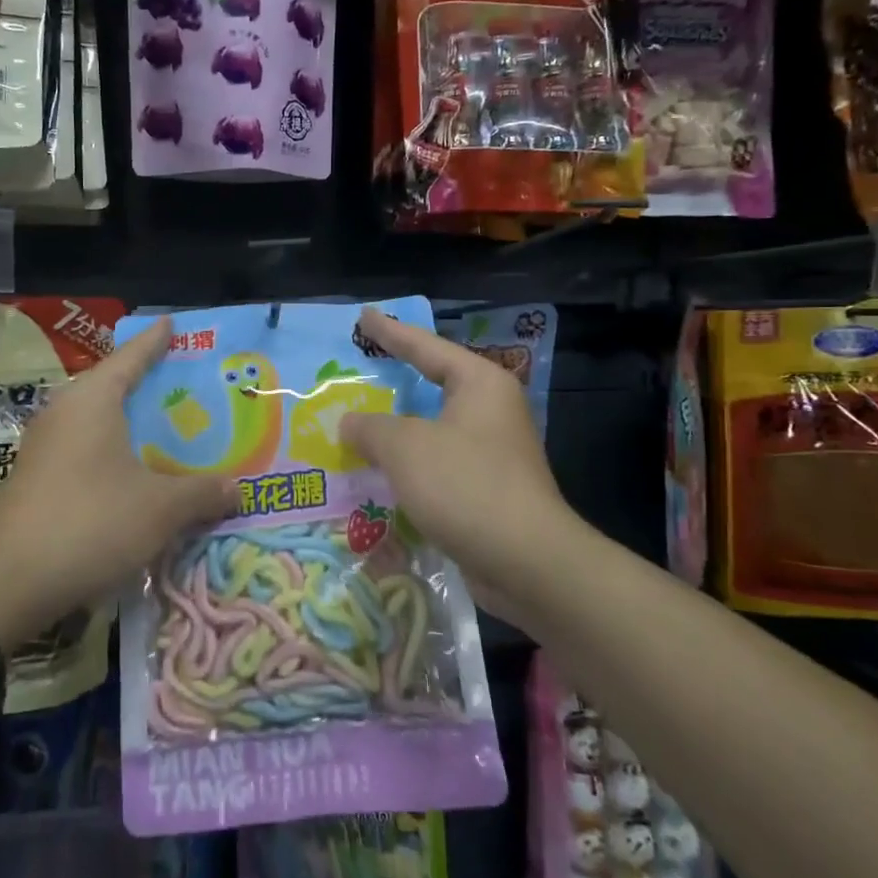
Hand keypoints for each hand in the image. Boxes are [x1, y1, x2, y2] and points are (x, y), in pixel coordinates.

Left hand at [0, 316, 237, 650]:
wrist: (7, 582)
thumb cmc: (90, 523)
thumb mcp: (160, 509)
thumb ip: (202, 493)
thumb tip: (237, 489)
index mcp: (93, 400)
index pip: (131, 356)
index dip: (155, 341)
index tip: (173, 323)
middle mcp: (65, 412)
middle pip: (114, 387)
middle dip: (151, 386)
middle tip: (190, 387)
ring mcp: (45, 447)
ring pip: (99, 423)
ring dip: (132, 427)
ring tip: (171, 433)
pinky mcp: (37, 479)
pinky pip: (86, 451)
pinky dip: (115, 454)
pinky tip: (137, 476)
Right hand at [340, 307, 578, 618]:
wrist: (527, 562)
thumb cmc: (466, 486)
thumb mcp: (405, 448)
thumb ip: (371, 427)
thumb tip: (350, 423)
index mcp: (480, 384)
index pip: (426, 347)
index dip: (390, 332)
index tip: (364, 315)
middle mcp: (490, 410)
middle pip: (433, 384)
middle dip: (394, 380)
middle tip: (359, 368)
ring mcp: (492, 451)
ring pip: (432, 428)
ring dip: (396, 430)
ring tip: (357, 424)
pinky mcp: (486, 488)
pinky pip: (437, 463)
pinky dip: (408, 464)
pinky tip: (379, 472)